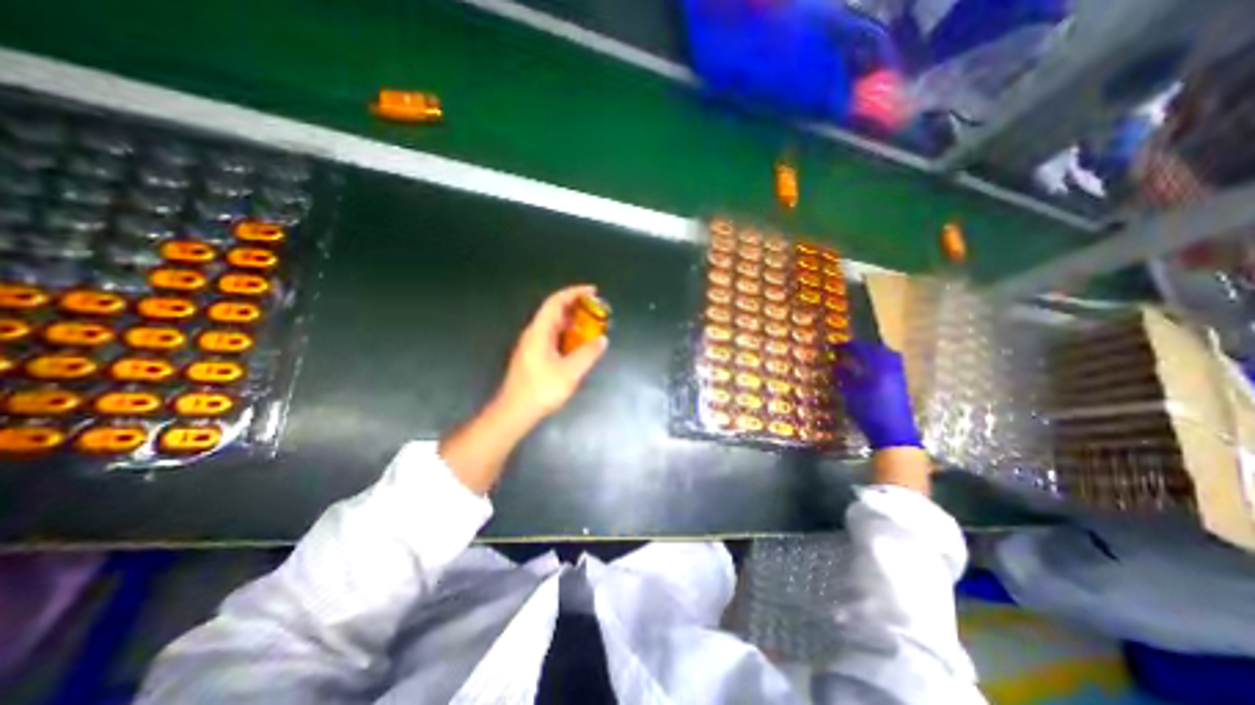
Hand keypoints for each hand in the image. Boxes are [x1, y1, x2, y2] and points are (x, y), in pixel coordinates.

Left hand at [494, 284, 604, 423]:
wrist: (515, 412)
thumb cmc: (540, 390)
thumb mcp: (569, 372)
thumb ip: (588, 354)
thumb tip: (602, 340)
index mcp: (539, 331)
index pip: (556, 302)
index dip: (574, 293)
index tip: (593, 291)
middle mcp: (534, 333)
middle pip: (555, 311)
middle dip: (576, 306)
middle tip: (596, 309)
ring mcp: (532, 345)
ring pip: (554, 325)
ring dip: (573, 321)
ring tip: (592, 325)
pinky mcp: (534, 356)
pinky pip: (553, 337)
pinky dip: (568, 334)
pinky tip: (579, 344)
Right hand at [832, 343, 919, 451]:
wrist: (893, 432)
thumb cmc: (868, 410)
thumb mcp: (851, 393)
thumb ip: (844, 376)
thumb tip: (837, 364)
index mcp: (878, 366)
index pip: (863, 349)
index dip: (848, 346)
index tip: (836, 346)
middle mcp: (891, 367)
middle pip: (879, 350)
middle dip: (864, 348)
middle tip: (849, 350)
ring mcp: (899, 376)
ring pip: (887, 357)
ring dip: (873, 355)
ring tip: (859, 359)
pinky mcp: (901, 385)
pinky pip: (890, 366)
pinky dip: (879, 364)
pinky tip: (869, 371)